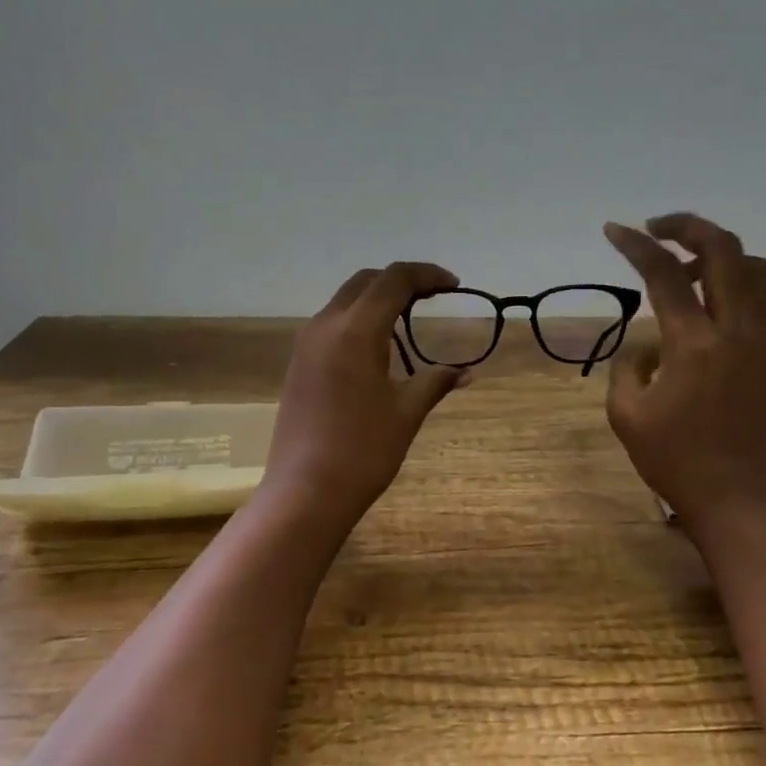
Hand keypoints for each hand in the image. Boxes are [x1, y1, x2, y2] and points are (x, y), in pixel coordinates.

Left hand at [266, 262, 464, 520]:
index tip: (453, 286)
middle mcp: (326, 325)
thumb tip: (467, 372)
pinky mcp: (298, 363)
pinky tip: (377, 348)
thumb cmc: (363, 450)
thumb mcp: (407, 412)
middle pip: (366, 282)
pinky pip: (331, 324)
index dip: (427, 275)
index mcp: (356, 329)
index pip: (394, 279)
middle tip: (432, 297)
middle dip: (401, 281)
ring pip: (345, 301)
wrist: (305, 491)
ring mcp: (306, 344)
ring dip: (377, 299)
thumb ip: (436, 381)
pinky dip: (358, 320)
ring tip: (408, 319)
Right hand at [603, 213, 765, 528]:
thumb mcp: (625, 412)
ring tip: (695, 273)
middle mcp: (737, 330)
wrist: (734, 497)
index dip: (636, 245)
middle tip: (659, 229)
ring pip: (759, 270)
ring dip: (723, 258)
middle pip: (723, 250)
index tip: (615, 230)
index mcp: (693, 343)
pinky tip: (736, 307)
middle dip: (688, 226)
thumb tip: (650, 343)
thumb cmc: (673, 459)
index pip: (663, 273)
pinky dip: (758, 292)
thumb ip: (629, 365)